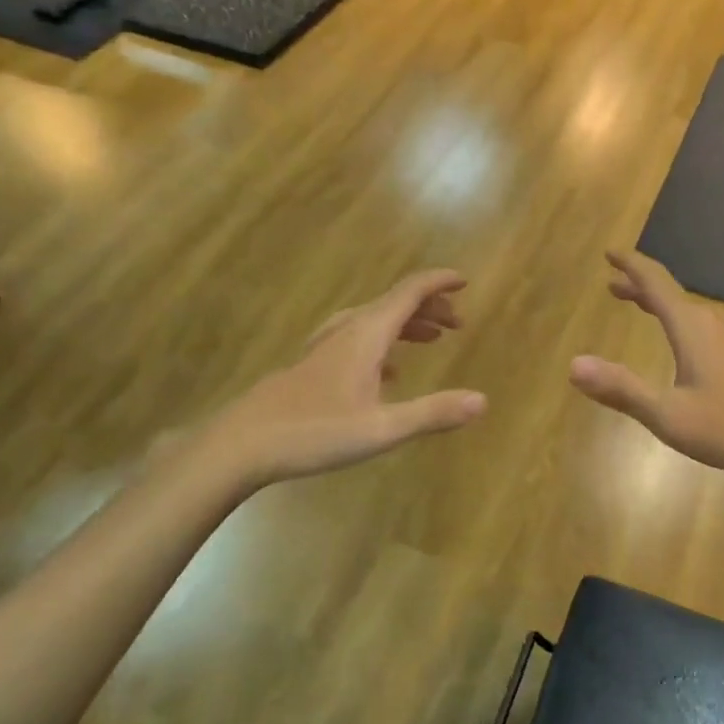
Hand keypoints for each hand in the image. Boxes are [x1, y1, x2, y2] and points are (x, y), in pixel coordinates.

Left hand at [201, 270, 486, 486]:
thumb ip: (432, 413)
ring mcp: (326, 346)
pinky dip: (384, 344)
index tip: (465, 279)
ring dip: (407, 324)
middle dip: (429, 307)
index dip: (438, 282)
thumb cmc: (313, 432)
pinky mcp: (313, 365)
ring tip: (432, 340)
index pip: (409, 292)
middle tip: (458, 323)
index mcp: (366, 334)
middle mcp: (347, 331)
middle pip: (394, 304)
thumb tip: (483, 401)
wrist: (240, 444)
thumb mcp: (381, 429)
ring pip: (375, 321)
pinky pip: (358, 340)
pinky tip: (389, 372)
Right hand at [569, 250, 723, 484]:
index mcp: (691, 328)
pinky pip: (704, 329)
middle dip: (640, 287)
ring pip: (690, 312)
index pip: (655, 283)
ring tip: (642, 308)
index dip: (631, 265)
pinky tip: (685, 349)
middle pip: (671, 294)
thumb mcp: (670, 415)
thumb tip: (573, 365)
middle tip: (613, 283)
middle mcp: (713, 325)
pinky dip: (680, 324)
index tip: (610, 251)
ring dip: (661, 306)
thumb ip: (622, 390)